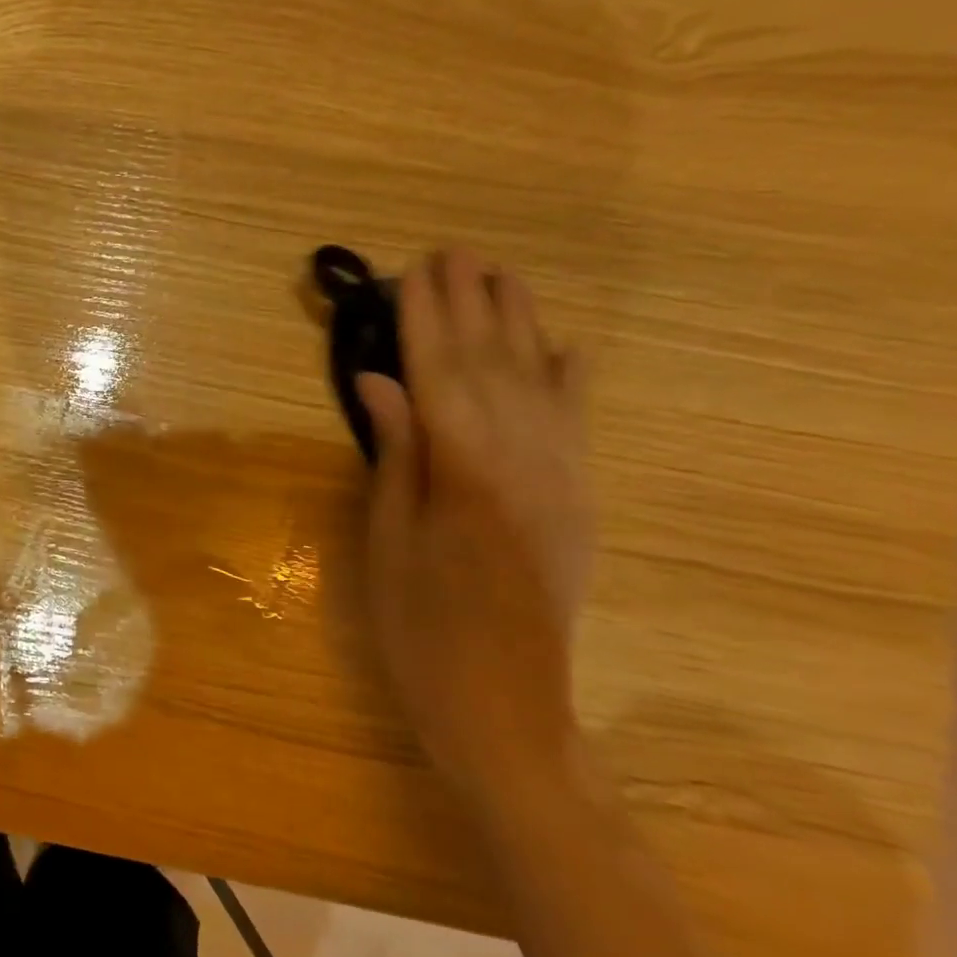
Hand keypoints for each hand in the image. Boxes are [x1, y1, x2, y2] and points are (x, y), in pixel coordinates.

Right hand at [356, 247, 590, 801]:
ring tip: (501, 276)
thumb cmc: (421, 629)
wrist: (504, 704)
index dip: (425, 318)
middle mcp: (524, 459)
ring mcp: (561, 477)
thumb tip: (380, 382)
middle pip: (493, 364)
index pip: (440, 373)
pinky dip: (570, 379)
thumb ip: (395, 454)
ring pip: (540, 381)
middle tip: (452, 253)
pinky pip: (576, 423)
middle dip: (472, 304)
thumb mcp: (388, 542)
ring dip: (519, 323)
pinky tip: (565, 346)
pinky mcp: (577, 499)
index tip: (412, 270)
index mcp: (466, 471)